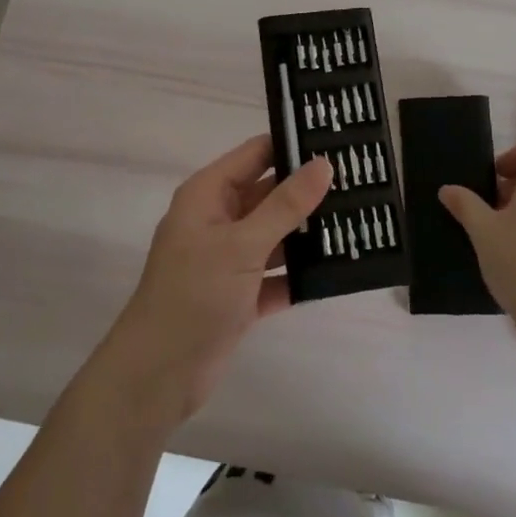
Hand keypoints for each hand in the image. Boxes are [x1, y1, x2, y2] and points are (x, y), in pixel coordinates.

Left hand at [102, 135, 331, 425]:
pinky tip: (336, 271)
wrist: (157, 375)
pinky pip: (275, 275)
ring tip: (357, 221)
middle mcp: (217, 220)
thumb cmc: (195, 294)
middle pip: (268, 193)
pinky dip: (298, 275)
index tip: (336, 141)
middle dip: (307, 191)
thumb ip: (285, 204)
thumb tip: (323, 164)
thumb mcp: (243, 244)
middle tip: (358, 183)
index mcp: (209, 194)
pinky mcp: (238, 295)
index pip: (255, 153)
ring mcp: (227, 259)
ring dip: (307, 233)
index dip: (292, 145)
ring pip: (274, 235)